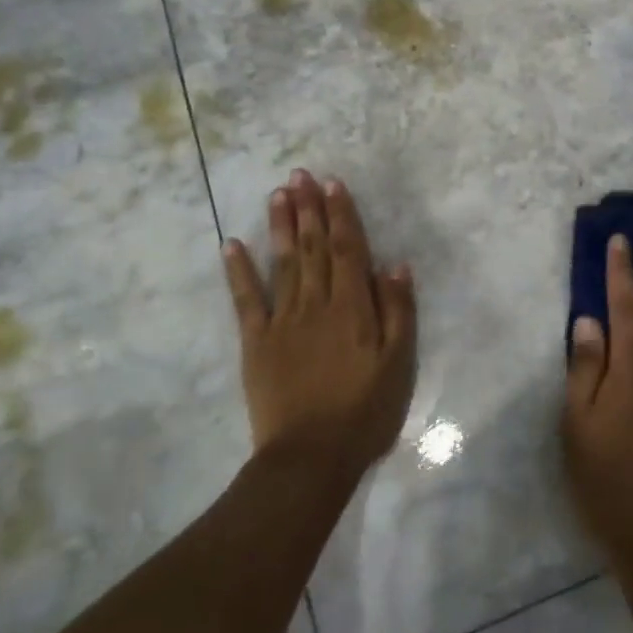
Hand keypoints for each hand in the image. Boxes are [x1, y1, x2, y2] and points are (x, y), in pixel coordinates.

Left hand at [224, 171, 416, 470]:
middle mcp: (316, 303)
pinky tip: (232, 244)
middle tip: (300, 174)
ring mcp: (282, 321)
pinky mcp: (256, 342)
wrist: (310, 458)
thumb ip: (398, 311)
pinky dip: (238, 271)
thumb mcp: (399, 363)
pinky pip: (246, 300)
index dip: (341, 214)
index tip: (333, 183)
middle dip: (308, 208)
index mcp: (353, 307)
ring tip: (277, 193)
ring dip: (280, 226)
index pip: (347, 249)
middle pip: (312, 247)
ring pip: (282, 263)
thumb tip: (395, 264)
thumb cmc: (365, 411)